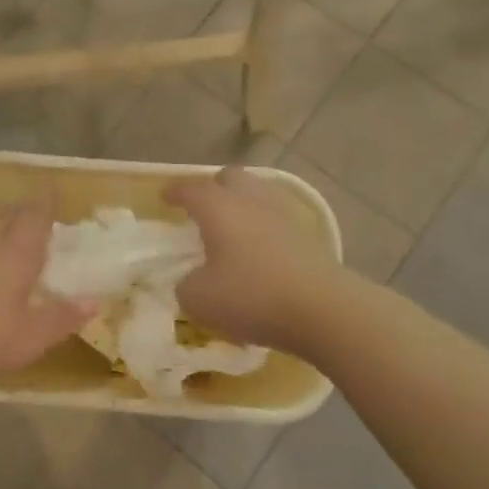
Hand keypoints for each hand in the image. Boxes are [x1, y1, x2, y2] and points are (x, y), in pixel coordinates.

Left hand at [0, 201, 91, 393]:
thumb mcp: (31, 336)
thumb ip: (62, 317)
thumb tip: (94, 302)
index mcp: (15, 253)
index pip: (34, 217)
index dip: (45, 205)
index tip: (54, 194)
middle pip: (6, 217)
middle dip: (23, 212)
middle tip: (37, 215)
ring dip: (0, 226)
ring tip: (11, 233)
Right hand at [164, 166, 343, 355]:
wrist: (323, 310)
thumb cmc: (252, 297)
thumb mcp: (199, 299)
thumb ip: (186, 286)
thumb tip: (192, 280)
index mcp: (219, 208)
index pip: (191, 189)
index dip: (175, 192)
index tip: (164, 198)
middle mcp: (252, 201)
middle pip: (231, 178)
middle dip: (213, 188)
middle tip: (201, 209)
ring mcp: (284, 216)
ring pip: (258, 194)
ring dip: (241, 204)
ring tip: (231, 227)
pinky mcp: (308, 237)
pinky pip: (277, 219)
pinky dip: (263, 226)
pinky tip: (258, 248)